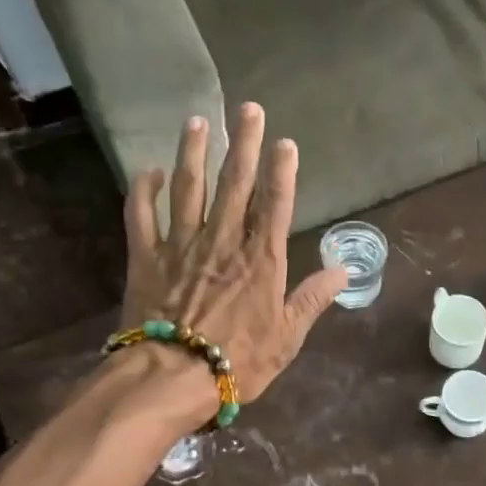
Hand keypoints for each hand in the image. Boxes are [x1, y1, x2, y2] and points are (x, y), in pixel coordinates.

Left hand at [119, 103, 349, 415]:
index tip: (285, 141)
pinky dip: (143, 191)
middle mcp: (223, 241)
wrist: (172, 377)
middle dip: (243, 143)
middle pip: (235, 184)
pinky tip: (148, 171)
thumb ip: (312, 299)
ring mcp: (181, 245)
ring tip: (197, 121)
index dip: (282, 170)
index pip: (275, 204)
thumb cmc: (237, 361)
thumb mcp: (287, 338)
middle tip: (248, 108)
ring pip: (188, 188)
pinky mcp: (146, 258)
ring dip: (193, 153)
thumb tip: (343, 271)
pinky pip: (142, 216)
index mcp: (260, 260)